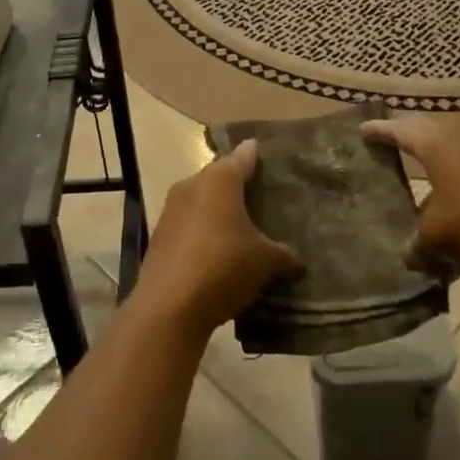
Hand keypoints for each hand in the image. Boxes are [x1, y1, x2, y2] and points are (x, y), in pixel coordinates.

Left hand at [134, 141, 303, 338]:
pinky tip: (215, 248)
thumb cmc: (223, 267)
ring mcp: (172, 209)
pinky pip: (188, 222)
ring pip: (200, 199)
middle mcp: (193, 185)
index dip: (255, 156)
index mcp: (220, 180)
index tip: (264, 153)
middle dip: (236, 183)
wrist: (168, 306)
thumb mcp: (264, 262)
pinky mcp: (160, 235)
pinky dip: (202, 229)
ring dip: (216, 208)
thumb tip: (299, 261)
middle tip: (258, 193)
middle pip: (219, 176)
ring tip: (239, 223)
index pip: (242, 157)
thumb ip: (284, 256)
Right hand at [363, 115, 459, 278]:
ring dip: (430, 170)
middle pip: (423, 136)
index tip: (361, 131)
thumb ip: (417, 244)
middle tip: (384, 148)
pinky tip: (446, 217)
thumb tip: (408, 256)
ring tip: (411, 185)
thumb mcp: (438, 236)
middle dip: (404, 141)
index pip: (398, 130)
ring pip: (446, 159)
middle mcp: (456, 142)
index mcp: (434, 144)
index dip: (379, 132)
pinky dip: (450, 190)